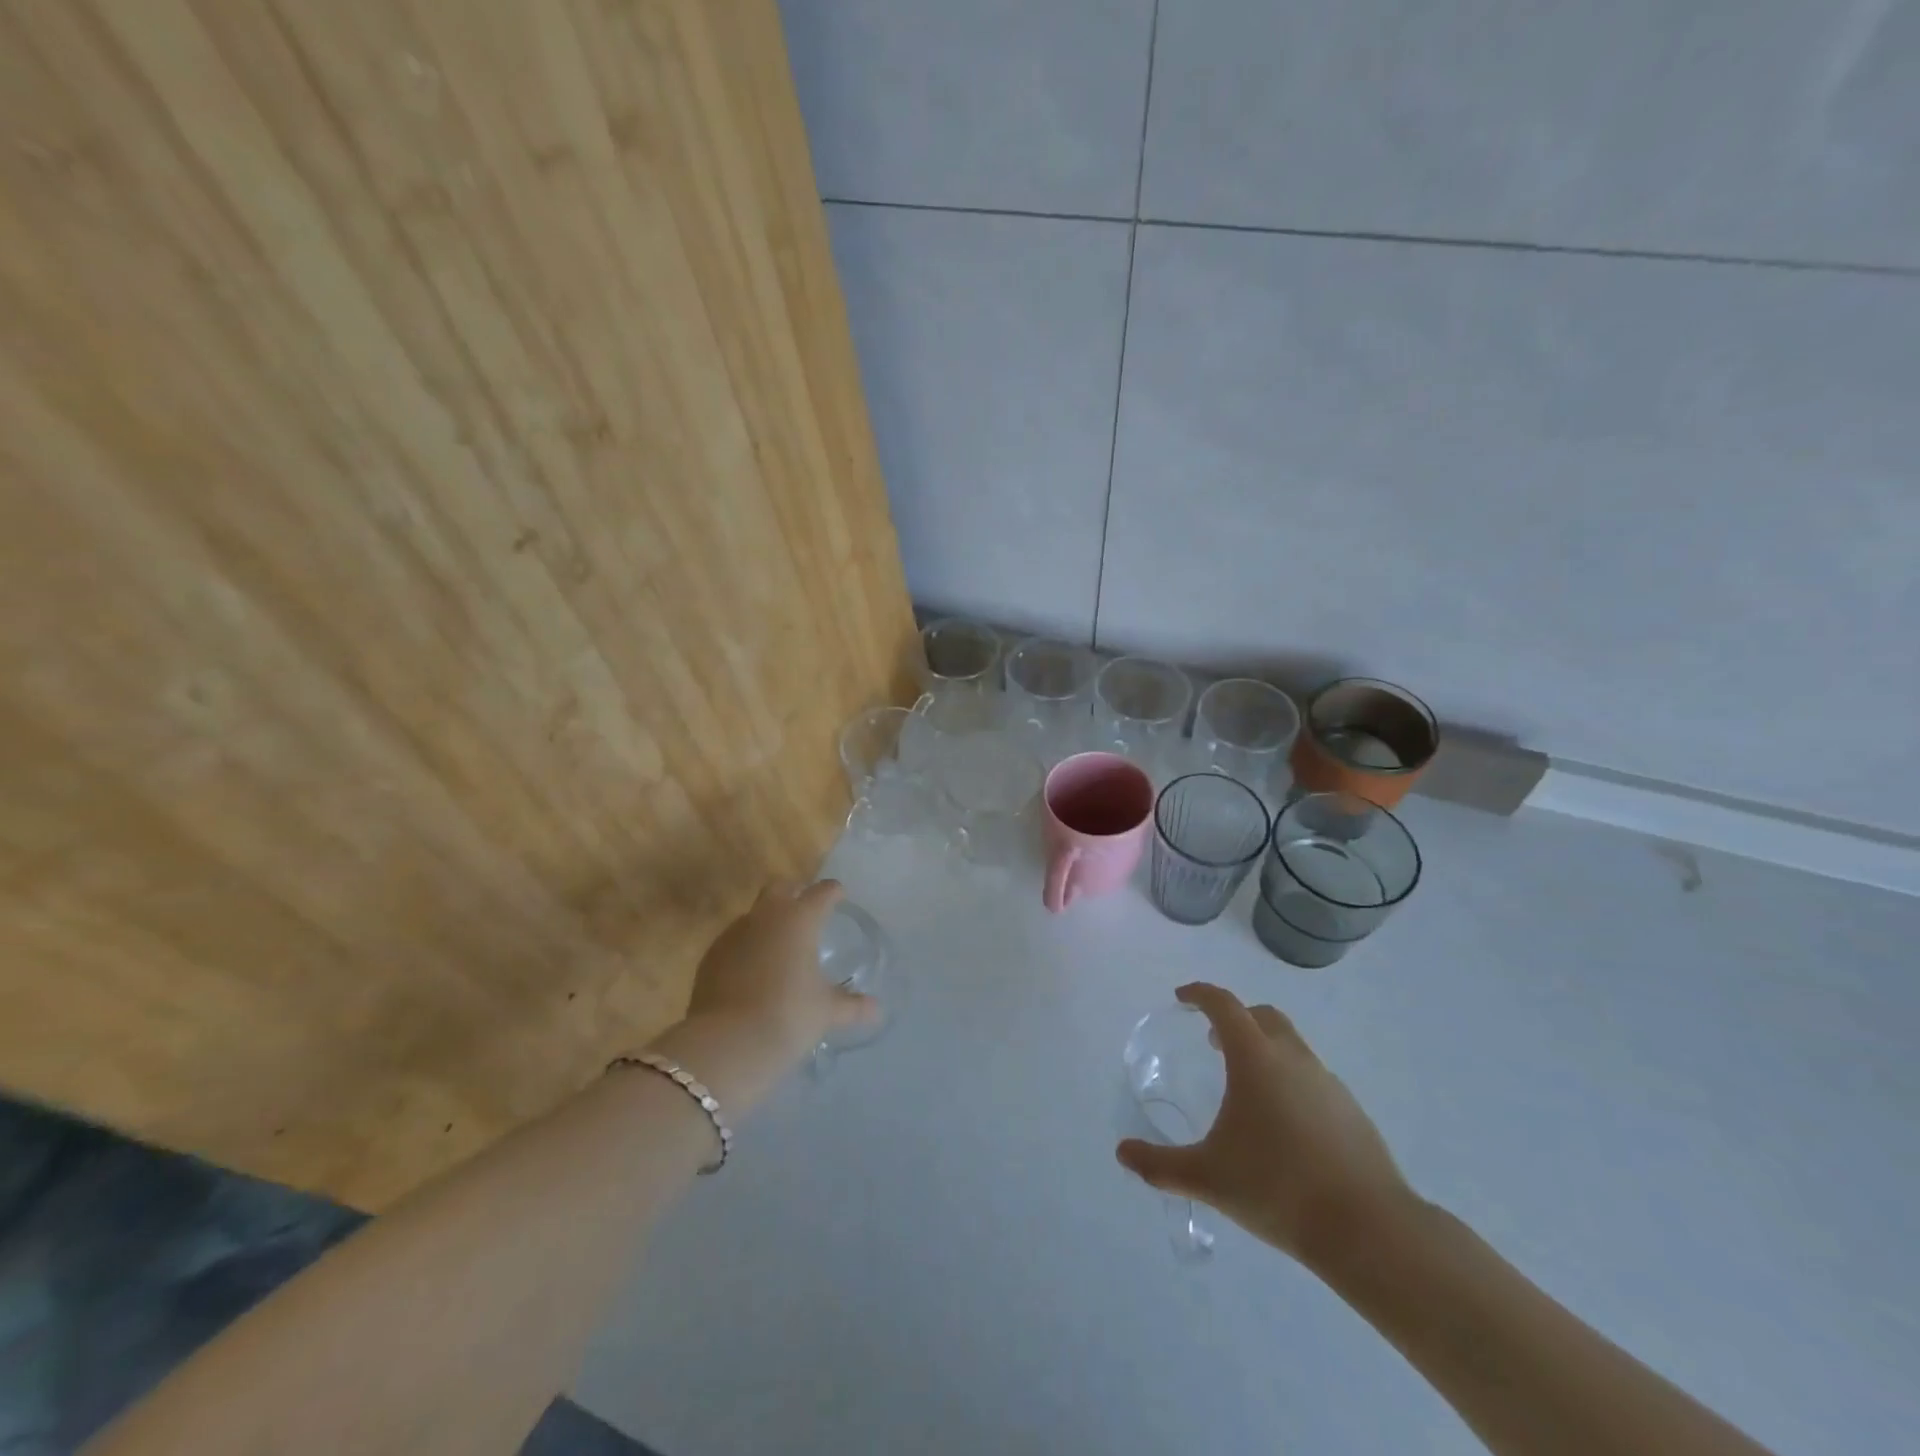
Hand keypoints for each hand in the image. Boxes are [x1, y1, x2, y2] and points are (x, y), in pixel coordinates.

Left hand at [682, 880, 878, 1066]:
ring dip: (767, 924)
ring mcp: (733, 934)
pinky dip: (746, 949)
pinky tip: (752, 974)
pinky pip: (734, 942)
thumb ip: (852, 1006)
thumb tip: (876, 1010)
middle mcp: (765, 917)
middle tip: (805, 911)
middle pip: (779, 888)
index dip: (832, 892)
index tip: (839, 895)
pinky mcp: (710, 957)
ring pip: (753, 915)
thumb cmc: (788, 1015)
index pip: (821, 892)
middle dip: (793, 893)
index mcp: (799, 920)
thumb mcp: (826, 1011)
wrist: (727, 1043)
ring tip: (779, 950)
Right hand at [1116, 983, 1414, 1269]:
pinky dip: (1290, 1080)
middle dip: (1234, 1019)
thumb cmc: (1278, 1188)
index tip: (1182, 998)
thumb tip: (1122, 1153)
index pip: (1224, 1005)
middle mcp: (1292, 1057)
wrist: (1369, 1229)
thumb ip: (1160, 1165)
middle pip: (1261, 1016)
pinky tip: (1283, 1124)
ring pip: (1290, 1045)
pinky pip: (1312, 1077)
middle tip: (1213, 1042)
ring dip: (1264, 1049)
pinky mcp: (1352, 1110)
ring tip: (1246, 1087)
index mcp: (1255, 1058)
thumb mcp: (1207, 1178)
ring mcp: (1328, 1082)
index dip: (1200, 994)